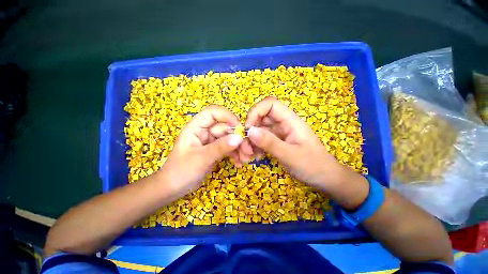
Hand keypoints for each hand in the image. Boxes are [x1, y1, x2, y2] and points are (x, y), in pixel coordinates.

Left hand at [158, 105, 242, 196]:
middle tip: (248, 151)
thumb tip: (239, 137)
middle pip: (225, 128)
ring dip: (238, 148)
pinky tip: (239, 163)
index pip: (213, 113)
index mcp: (196, 127)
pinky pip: (228, 148)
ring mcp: (210, 141)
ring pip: (229, 138)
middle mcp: (204, 132)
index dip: (227, 116)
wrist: (174, 188)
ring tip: (245, 159)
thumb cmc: (181, 171)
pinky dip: (235, 154)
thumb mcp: (201, 158)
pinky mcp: (215, 150)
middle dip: (237, 138)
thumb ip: (220, 147)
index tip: (239, 128)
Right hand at [245, 97, 353, 190]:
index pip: (270, 104)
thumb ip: (270, 143)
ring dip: (251, 141)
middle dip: (250, 130)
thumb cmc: (313, 165)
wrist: (324, 178)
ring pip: (259, 130)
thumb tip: (250, 131)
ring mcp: (280, 133)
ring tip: (248, 156)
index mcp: (291, 121)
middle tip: (245, 147)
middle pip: (261, 118)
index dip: (256, 112)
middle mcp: (284, 124)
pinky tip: (256, 157)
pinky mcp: (277, 142)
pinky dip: (256, 147)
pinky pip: (262, 140)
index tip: (248, 128)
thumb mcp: (291, 155)